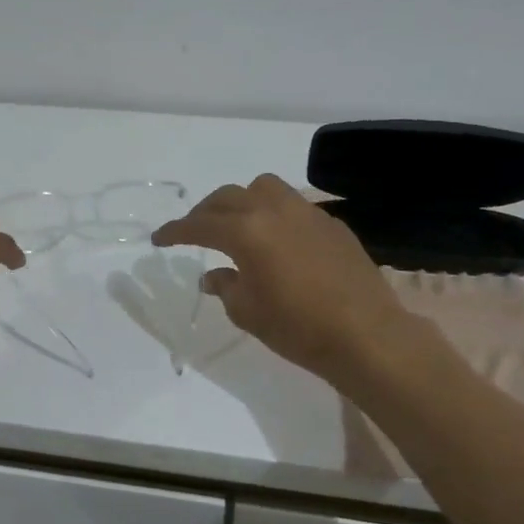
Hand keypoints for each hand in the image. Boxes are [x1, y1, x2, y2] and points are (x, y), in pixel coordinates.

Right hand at [152, 174, 417, 384]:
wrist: (365, 334)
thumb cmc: (297, 328)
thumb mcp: (247, 312)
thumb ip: (225, 286)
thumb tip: (213, 275)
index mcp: (246, 232)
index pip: (199, 224)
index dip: (175, 231)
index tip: (158, 238)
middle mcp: (273, 211)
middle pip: (228, 197)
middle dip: (205, 212)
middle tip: (194, 230)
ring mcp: (306, 212)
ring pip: (264, 188)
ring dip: (242, 201)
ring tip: (238, 224)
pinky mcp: (331, 223)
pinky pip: (293, 205)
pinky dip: (274, 214)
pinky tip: (278, 240)